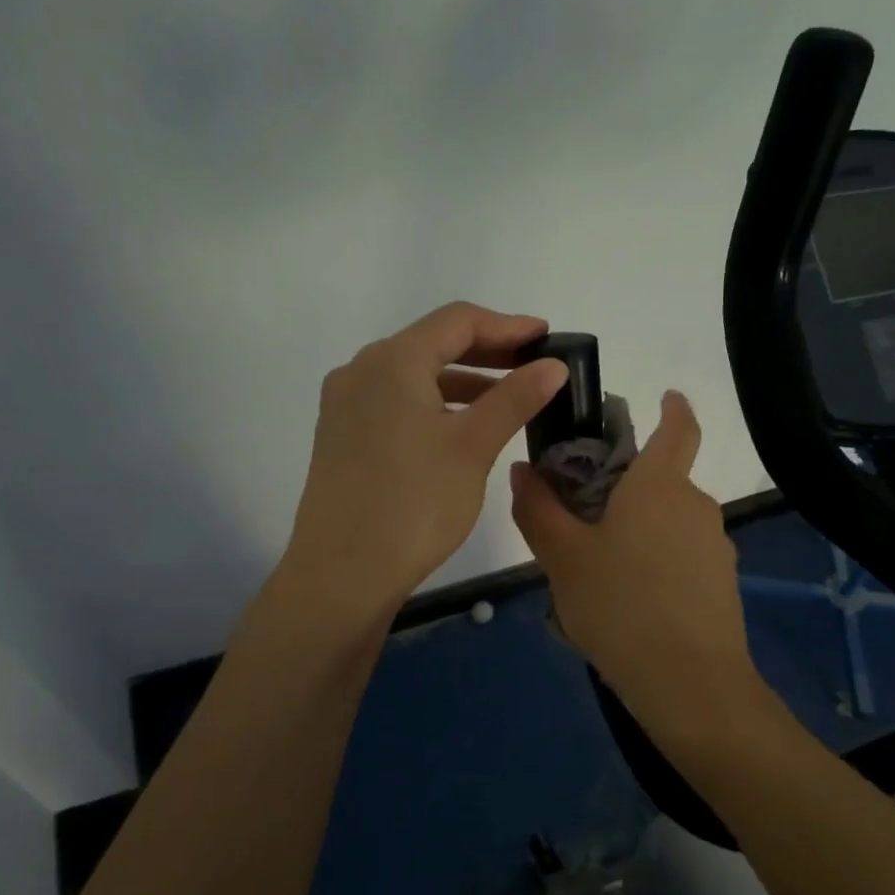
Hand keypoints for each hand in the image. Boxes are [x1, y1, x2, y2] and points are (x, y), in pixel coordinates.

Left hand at [285, 302, 568, 612]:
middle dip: (487, 352)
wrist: (343, 574)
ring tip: (507, 401)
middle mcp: (361, 370)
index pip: (458, 321)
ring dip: (462, 381)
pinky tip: (461, 428)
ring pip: (414, 375)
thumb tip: (554, 366)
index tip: (547, 338)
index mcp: (392, 361)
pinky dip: (434, 404)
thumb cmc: (415, 504)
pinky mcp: (340, 435)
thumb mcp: (473, 446)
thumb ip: (515, 398)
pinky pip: (395, 402)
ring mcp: (345, 404)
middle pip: (433, 343)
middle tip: (533, 367)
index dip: (508, 325)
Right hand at [511, 391, 760, 733]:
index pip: (678, 429)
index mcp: (660, 486)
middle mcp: (695, 506)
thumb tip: (523, 469)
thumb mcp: (563, 558)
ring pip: (670, 523)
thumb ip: (539, 510)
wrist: (689, 683)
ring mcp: (715, 546)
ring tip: (598, 572)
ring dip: (640, 531)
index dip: (675, 407)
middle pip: (664, 481)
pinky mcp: (722, 583)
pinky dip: (657, 563)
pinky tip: (629, 603)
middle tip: (584, 516)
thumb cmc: (620, 605)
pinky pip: (682, 557)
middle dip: (630, 488)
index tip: (667, 395)